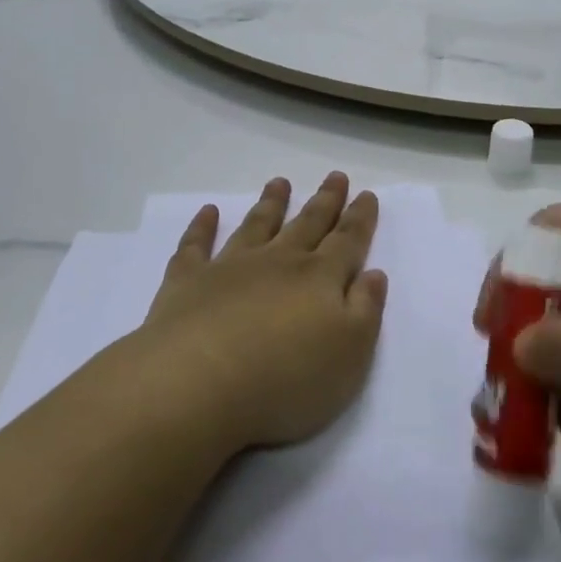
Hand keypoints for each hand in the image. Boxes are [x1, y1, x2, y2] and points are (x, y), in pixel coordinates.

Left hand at [142, 173, 388, 450]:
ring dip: (271, 204)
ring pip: (257, 226)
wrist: (197, 385)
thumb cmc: (285, 379)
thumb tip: (373, 273)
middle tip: (335, 176)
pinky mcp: (187, 282)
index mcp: (320, 278)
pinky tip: (207, 211)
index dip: (360, 218)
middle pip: (307, 224)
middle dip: (324, 201)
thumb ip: (365, 309)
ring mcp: (230, 267)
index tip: (367, 194)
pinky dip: (202, 227)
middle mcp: (278, 262)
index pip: (347, 241)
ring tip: (280, 182)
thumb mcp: (350, 354)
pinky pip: (196, 245)